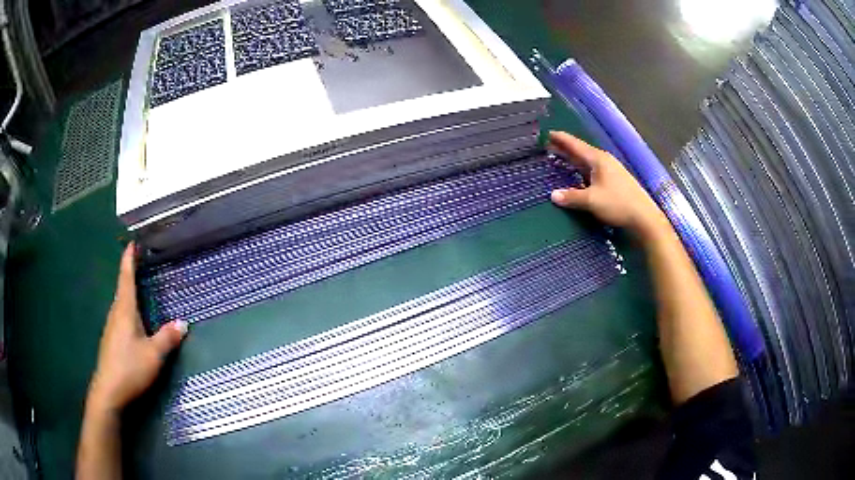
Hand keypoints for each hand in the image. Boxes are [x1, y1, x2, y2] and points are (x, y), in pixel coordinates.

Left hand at [86, 243, 187, 412]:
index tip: (132, 243)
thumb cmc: (130, 368)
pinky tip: (134, 321)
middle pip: (122, 289)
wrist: (109, 392)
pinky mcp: (111, 341)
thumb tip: (183, 323)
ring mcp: (111, 328)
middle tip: (140, 263)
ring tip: (138, 288)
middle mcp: (116, 314)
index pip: (126, 279)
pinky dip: (127, 309)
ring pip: (121, 304)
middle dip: (130, 274)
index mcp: (125, 311)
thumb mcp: (154, 355)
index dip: (129, 260)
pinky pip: (120, 317)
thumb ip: (167, 338)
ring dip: (128, 292)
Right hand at [548, 132, 668, 239]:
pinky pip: (592, 169)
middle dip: (565, 148)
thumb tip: (553, 195)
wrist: (643, 216)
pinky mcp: (614, 179)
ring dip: (573, 159)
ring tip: (560, 158)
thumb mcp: (591, 201)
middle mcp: (604, 160)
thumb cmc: (617, 204)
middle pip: (580, 151)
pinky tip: (578, 174)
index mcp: (597, 159)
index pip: (575, 145)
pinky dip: (581, 168)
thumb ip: (571, 197)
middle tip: (549, 145)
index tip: (547, 133)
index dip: (561, 139)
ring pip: (587, 160)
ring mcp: (610, 169)